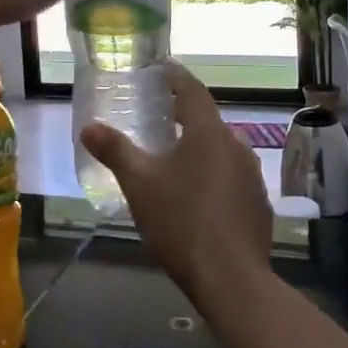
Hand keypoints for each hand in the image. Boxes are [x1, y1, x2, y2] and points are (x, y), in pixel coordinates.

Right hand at [80, 63, 272, 308]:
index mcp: (209, 132)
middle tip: (157, 116)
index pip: (192, 89)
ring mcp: (252, 175)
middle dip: (183, 115)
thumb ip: (114, 151)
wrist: (231, 279)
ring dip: (198, 148)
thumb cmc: (181, 221)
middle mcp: (236, 145)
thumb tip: (88, 127)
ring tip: (173, 158)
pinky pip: (231, 177)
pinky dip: (212, 175)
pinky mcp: (258, 203)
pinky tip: (196, 196)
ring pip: (221, 150)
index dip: (174, 75)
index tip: (160, 68)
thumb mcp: (139, 184)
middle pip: (207, 120)